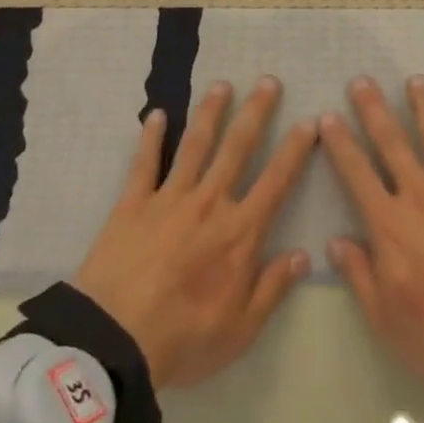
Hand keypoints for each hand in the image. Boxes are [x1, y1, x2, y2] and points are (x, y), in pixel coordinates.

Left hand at [74, 77, 316, 389]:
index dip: (295, 150)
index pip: (276, 181)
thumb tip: (304, 254)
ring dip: (210, 113)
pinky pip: (144, 164)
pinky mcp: (132, 205)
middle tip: (268, 81)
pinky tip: (155, 115)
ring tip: (221, 85)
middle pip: (237, 148)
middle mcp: (209, 203)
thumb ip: (273, 288)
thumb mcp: (240, 329)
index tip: (309, 121)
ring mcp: (169, 199)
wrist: (113, 341)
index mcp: (239, 232)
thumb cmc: (183, 339)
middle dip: (256, 113)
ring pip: (195, 145)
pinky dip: (150, 138)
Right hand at [320, 76, 423, 385]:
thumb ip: (358, 274)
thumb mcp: (384, 317)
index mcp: (389, 223)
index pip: (356, 173)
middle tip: (363, 80)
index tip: (328, 116)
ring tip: (416, 80)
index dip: (340, 143)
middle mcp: (421, 195)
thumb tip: (335, 240)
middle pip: (393, 143)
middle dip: (375, 110)